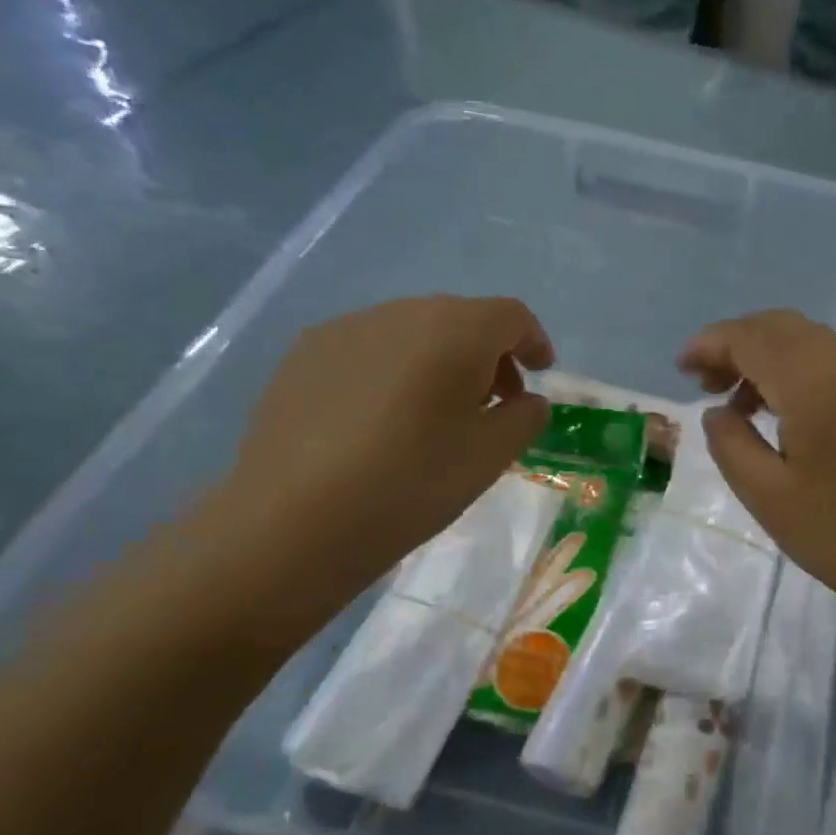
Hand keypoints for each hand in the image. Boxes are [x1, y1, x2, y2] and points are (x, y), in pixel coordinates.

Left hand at [195, 295, 552, 640]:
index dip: (534, 341)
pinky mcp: (304, 355)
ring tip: (436, 414)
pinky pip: (369, 349)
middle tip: (494, 403)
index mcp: (454, 331)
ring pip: (412, 331)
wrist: (294, 521)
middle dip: (488, 354)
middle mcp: (400, 313)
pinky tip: (382, 420)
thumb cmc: (412, 484)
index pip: (510, 316)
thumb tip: (526, 400)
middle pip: (461, 318)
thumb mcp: (491, 456)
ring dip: (440, 360)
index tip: (541, 373)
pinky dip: (394, 370)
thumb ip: (525, 417)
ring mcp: (345, 329)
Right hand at [678, 309, 835, 616]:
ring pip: (811, 340)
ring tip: (743, 405)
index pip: (752, 337)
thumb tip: (718, 412)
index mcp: (816, 384)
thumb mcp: (769, 499)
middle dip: (737, 345)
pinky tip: (790, 414)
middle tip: (708, 386)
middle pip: (782, 326)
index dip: (710, 344)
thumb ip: (731, 445)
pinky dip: (800, 370)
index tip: (682, 369)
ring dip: (769, 357)